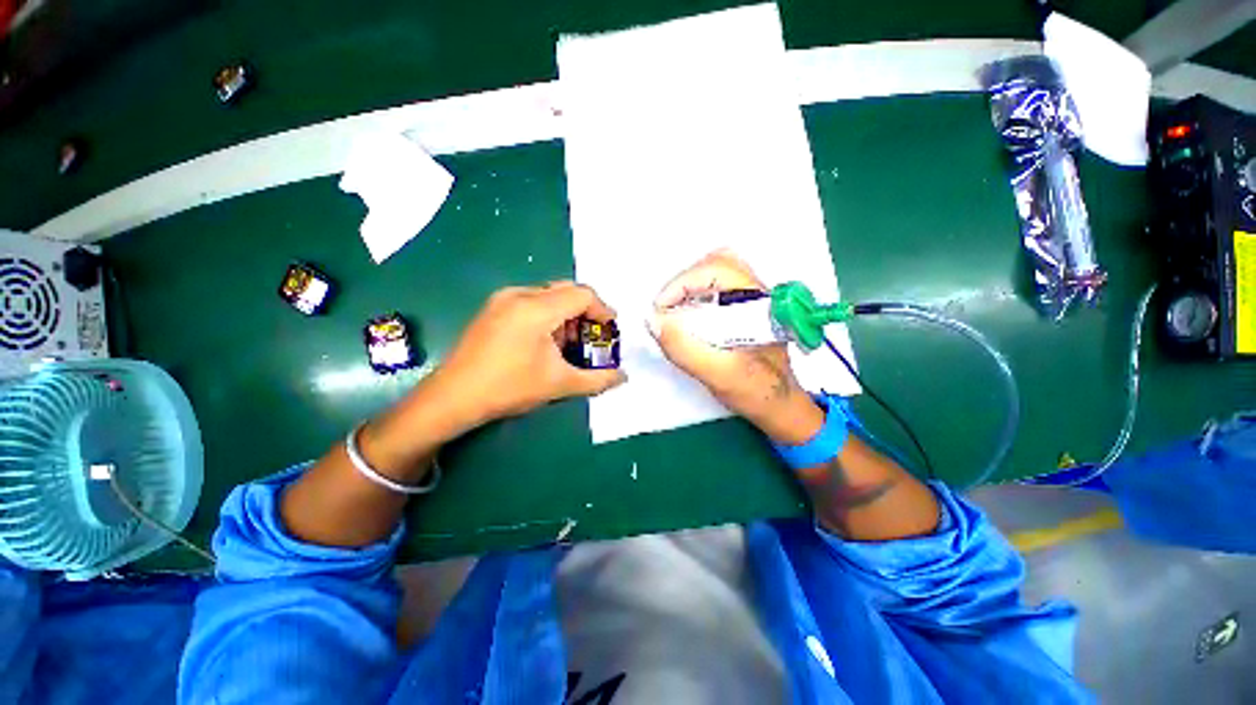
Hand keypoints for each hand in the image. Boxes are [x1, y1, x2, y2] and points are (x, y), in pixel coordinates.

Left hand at [427, 281, 626, 430]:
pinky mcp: (492, 309)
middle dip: (585, 313)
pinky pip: (530, 302)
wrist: (453, 397)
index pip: (582, 294)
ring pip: (548, 296)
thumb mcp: (559, 384)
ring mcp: (502, 300)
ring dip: (566, 315)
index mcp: (537, 308)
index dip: (602, 310)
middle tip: (593, 338)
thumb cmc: (509, 387)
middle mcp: (519, 295)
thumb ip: (597, 380)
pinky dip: (548, 317)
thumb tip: (623, 378)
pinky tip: (546, 342)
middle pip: (566, 291)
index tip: (611, 330)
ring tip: (570, 344)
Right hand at [648, 250, 821, 443]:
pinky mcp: (743, 309)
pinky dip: (693, 298)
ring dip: (687, 289)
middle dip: (683, 283)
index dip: (682, 283)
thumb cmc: (757, 392)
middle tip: (665, 310)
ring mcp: (751, 299)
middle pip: (715, 264)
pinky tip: (686, 320)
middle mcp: (757, 292)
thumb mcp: (719, 375)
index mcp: (760, 302)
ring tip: (672, 314)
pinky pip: (714, 290)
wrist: (779, 406)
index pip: (718, 270)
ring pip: (714, 274)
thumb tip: (653, 320)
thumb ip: (686, 349)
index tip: (660, 309)